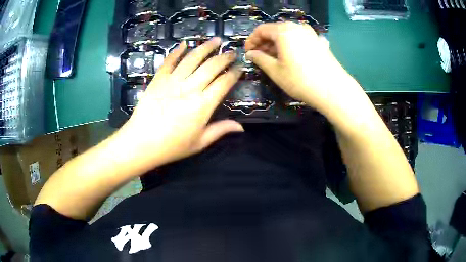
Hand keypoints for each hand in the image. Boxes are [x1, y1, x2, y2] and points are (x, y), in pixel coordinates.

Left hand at [115, 38, 243, 172]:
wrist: (141, 142)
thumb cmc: (172, 146)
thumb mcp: (200, 142)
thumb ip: (220, 130)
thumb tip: (241, 127)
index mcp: (203, 105)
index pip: (223, 83)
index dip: (234, 74)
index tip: (240, 67)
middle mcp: (190, 88)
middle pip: (211, 67)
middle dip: (224, 57)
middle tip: (232, 52)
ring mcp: (173, 81)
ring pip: (193, 59)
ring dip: (206, 48)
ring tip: (215, 40)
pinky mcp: (158, 79)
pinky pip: (169, 62)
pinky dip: (177, 52)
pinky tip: (184, 44)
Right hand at [245, 22, 367, 119]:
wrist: (333, 90)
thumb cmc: (300, 80)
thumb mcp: (275, 71)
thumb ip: (259, 59)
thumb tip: (251, 54)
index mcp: (284, 31)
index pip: (261, 30)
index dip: (251, 41)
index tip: (248, 53)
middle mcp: (297, 27)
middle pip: (275, 30)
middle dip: (264, 43)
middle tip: (259, 57)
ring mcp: (310, 33)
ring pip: (288, 35)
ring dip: (277, 44)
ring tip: (273, 59)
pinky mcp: (318, 41)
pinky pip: (299, 39)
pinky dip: (290, 45)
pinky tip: (290, 58)